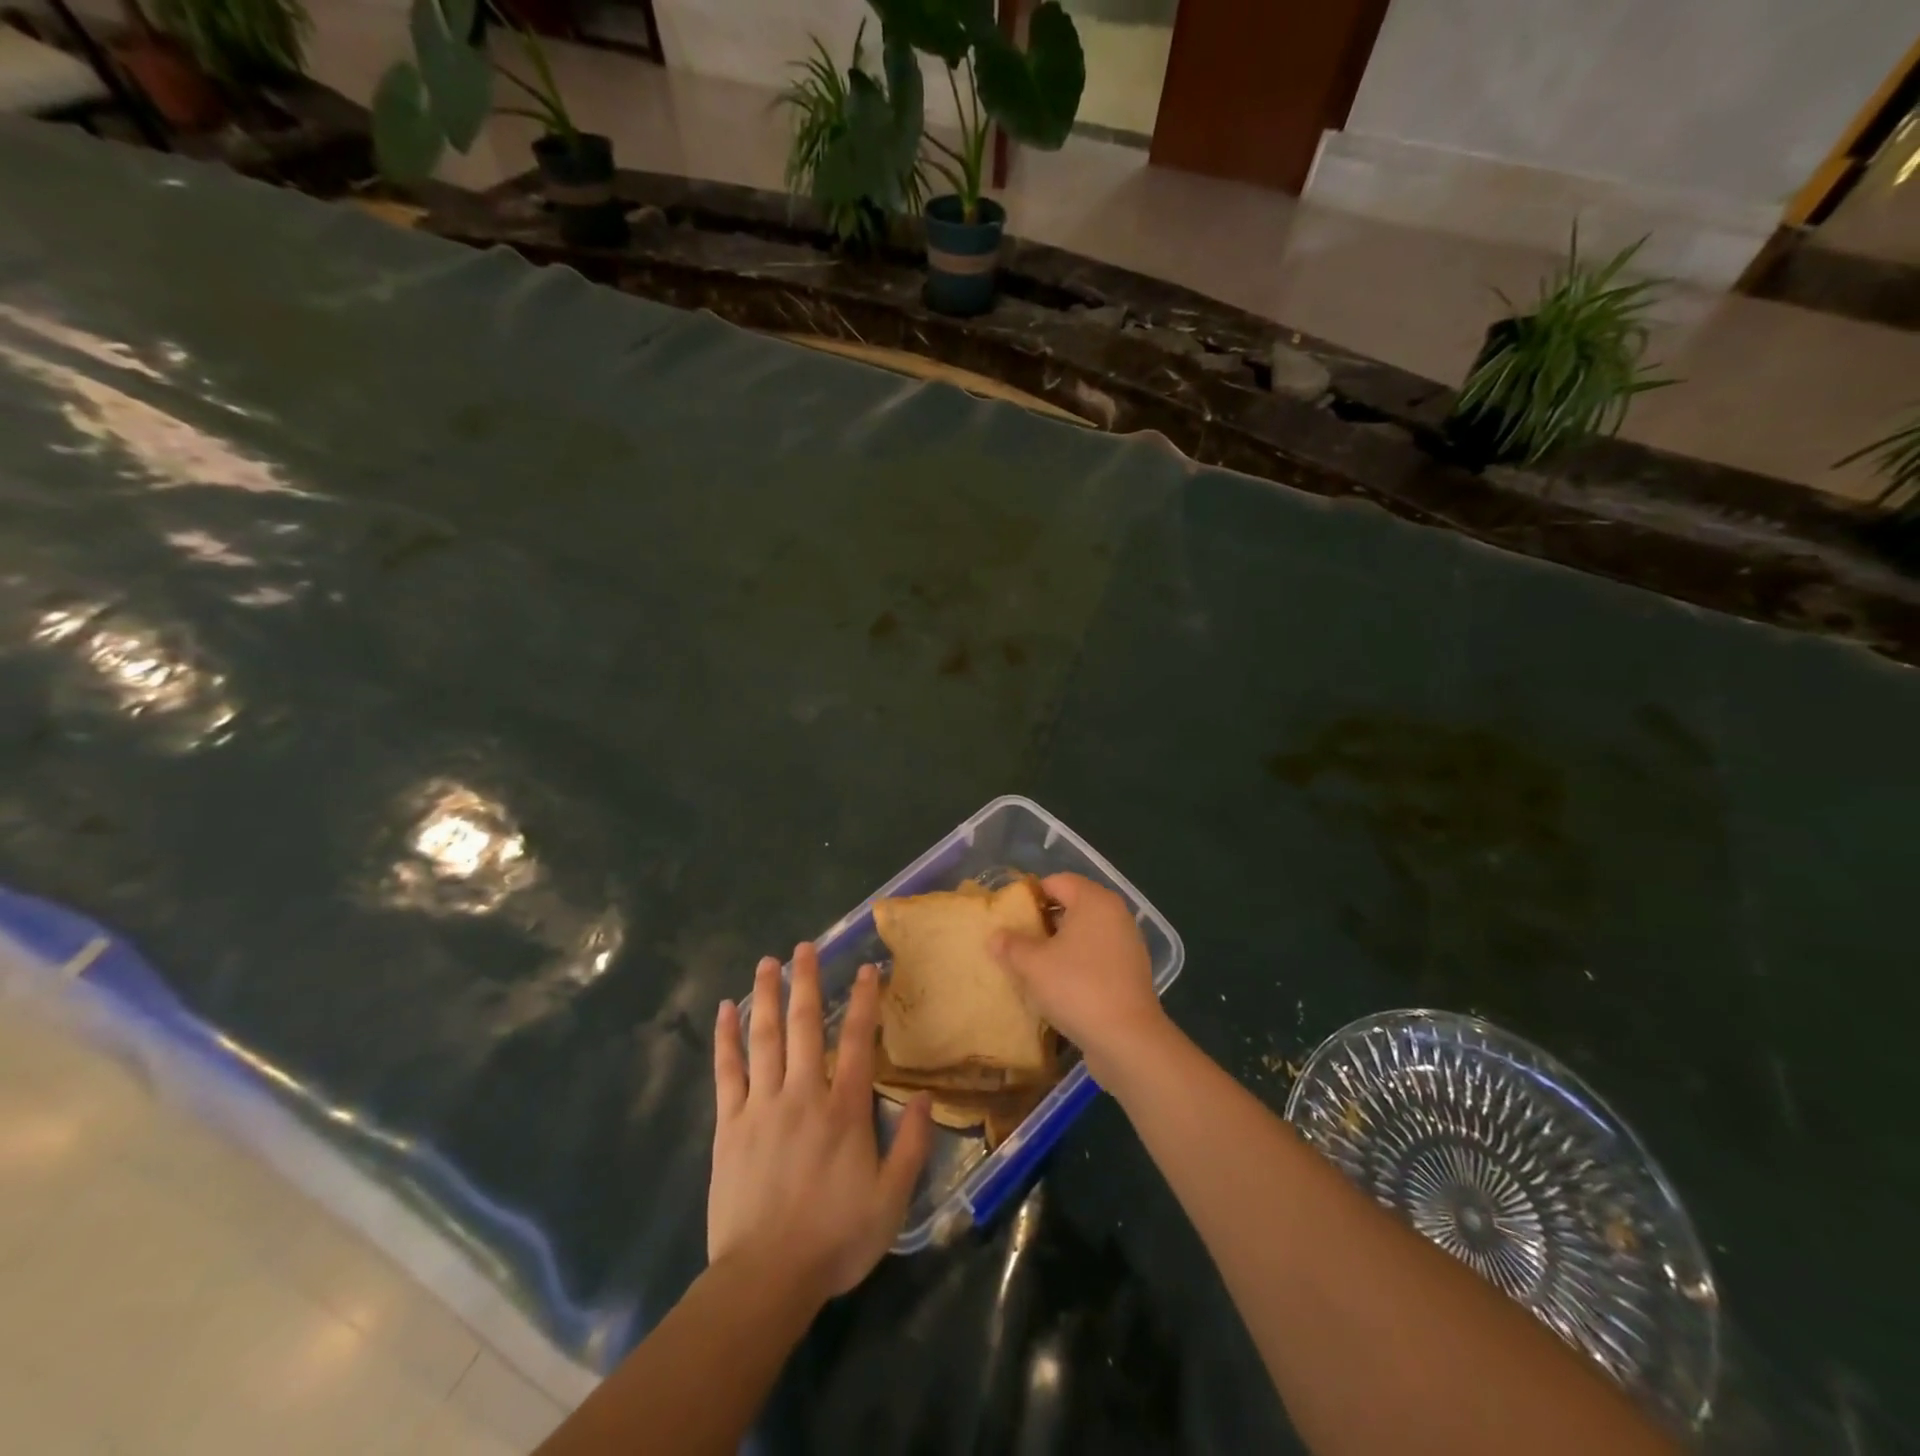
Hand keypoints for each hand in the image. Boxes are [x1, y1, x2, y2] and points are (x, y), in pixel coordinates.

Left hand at [710, 945, 933, 1303]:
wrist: (765, 1279)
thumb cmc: (834, 1239)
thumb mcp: (891, 1200)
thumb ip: (912, 1146)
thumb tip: (925, 1097)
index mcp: (844, 1110)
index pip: (858, 1041)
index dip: (864, 1001)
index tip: (866, 968)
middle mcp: (803, 1094)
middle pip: (805, 1026)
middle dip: (806, 982)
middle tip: (804, 947)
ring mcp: (762, 1106)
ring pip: (765, 1038)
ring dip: (766, 997)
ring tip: (767, 963)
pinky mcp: (730, 1125)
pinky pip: (727, 1071)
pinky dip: (726, 1038)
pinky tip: (725, 1010)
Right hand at [990, 873, 1169, 1085]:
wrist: (1127, 1039)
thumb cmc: (1077, 987)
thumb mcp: (1033, 964)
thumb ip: (1011, 945)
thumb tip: (995, 936)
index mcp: (1094, 900)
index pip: (1057, 882)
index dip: (1030, 895)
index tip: (1009, 915)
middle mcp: (1115, 914)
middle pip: (1072, 905)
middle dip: (1043, 921)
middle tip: (1016, 940)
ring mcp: (1127, 943)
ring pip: (1085, 933)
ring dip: (1060, 944)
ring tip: (1033, 964)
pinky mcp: (1131, 971)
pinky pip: (1097, 956)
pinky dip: (1078, 963)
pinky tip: (1058, 985)